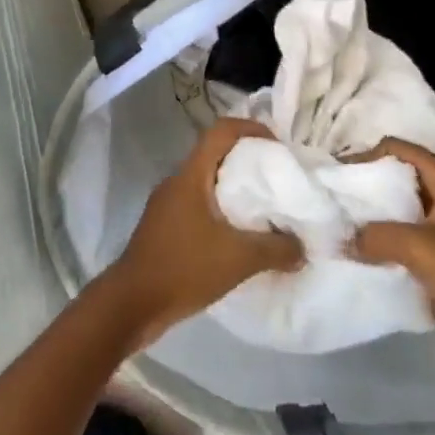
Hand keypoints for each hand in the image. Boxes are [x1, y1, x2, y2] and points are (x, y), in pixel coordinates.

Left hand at [107, 119, 302, 347]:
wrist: (131, 304)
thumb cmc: (183, 269)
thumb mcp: (238, 259)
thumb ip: (276, 250)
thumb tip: (303, 248)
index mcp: (190, 176)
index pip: (221, 131)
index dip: (251, 129)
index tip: (277, 145)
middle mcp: (176, 182)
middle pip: (215, 154)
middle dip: (247, 160)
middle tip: (277, 177)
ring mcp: (167, 205)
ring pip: (206, 182)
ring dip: (234, 189)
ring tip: (264, 207)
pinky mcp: (164, 227)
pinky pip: (198, 206)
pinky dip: (221, 211)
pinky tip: (238, 237)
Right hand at [350, 138, 434, 388]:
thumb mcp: (423, 249)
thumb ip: (377, 236)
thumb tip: (341, 238)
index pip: (402, 150)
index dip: (367, 155)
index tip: (335, 172)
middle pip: (401, 177)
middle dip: (367, 184)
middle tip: (331, 194)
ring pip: (401, 209)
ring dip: (373, 215)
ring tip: (339, 221)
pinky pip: (405, 237)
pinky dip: (383, 239)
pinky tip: (358, 248)